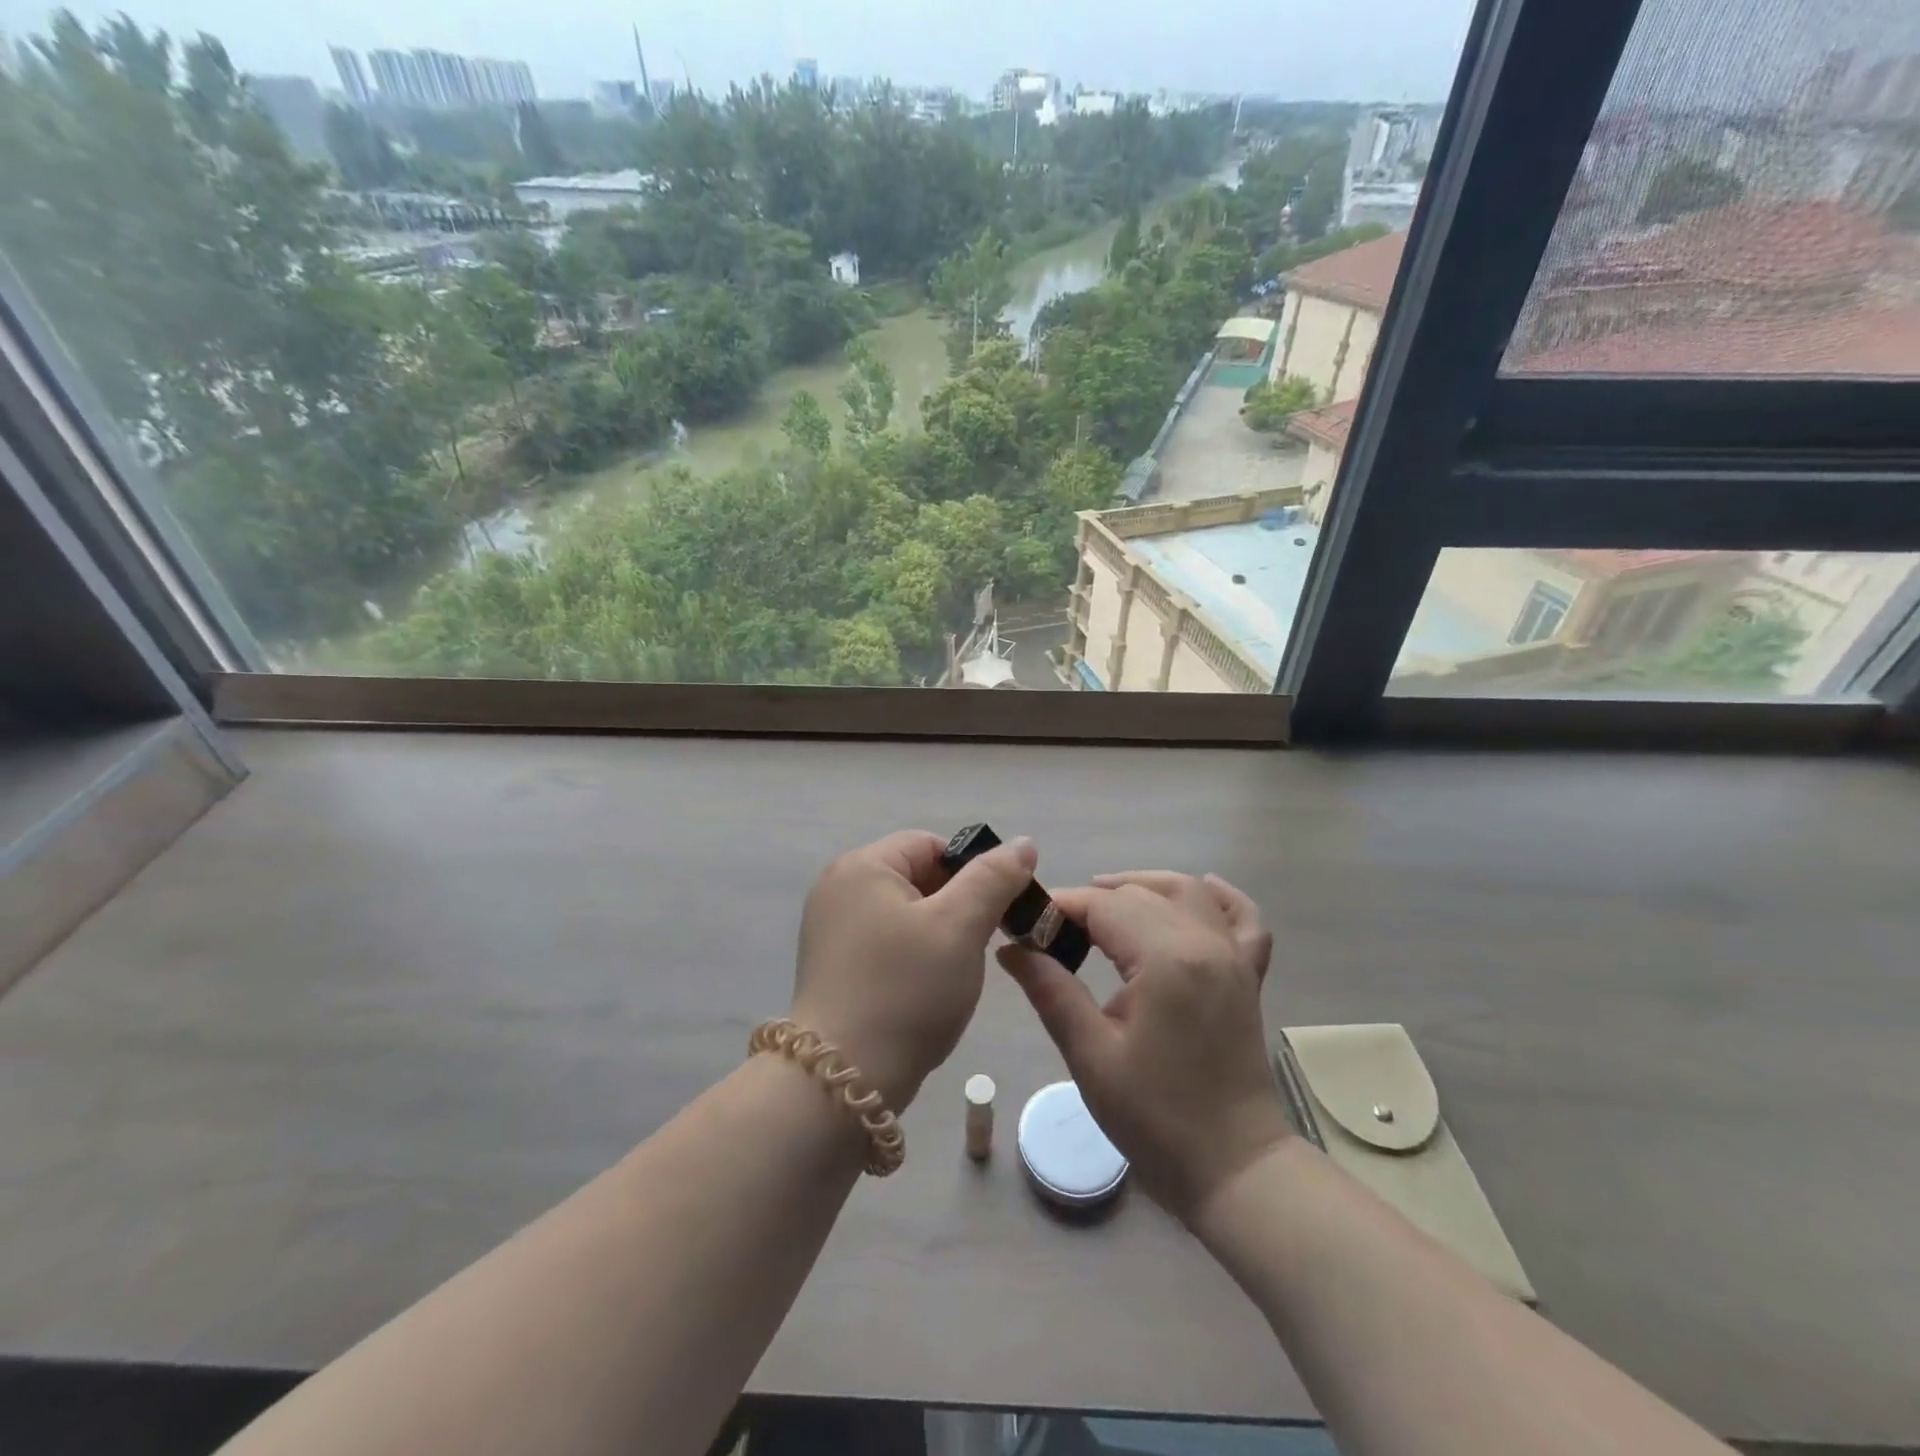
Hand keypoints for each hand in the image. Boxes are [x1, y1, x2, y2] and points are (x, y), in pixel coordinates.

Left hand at [792, 830, 1038, 1111]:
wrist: (843, 1081)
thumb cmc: (906, 991)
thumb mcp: (960, 927)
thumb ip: (994, 878)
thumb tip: (1024, 843)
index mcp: (862, 866)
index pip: (931, 845)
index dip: (972, 871)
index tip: (997, 911)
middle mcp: (838, 887)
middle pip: (917, 876)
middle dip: (956, 905)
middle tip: (981, 944)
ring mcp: (830, 928)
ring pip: (905, 912)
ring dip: (938, 934)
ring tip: (954, 971)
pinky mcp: (833, 965)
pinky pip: (886, 942)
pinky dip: (913, 956)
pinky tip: (926, 989)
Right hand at [998, 870, 1291, 1223]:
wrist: (1234, 1170)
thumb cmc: (1156, 1119)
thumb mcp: (1091, 1056)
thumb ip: (1050, 991)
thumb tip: (1011, 948)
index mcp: (1166, 959)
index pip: (1104, 907)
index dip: (1060, 907)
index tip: (1025, 921)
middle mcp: (1205, 943)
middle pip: (1141, 895)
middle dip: (1092, 901)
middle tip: (1052, 929)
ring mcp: (1234, 956)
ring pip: (1186, 892)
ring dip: (1143, 887)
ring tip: (1103, 899)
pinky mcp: (1248, 975)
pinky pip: (1241, 918)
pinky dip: (1219, 897)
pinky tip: (1199, 890)